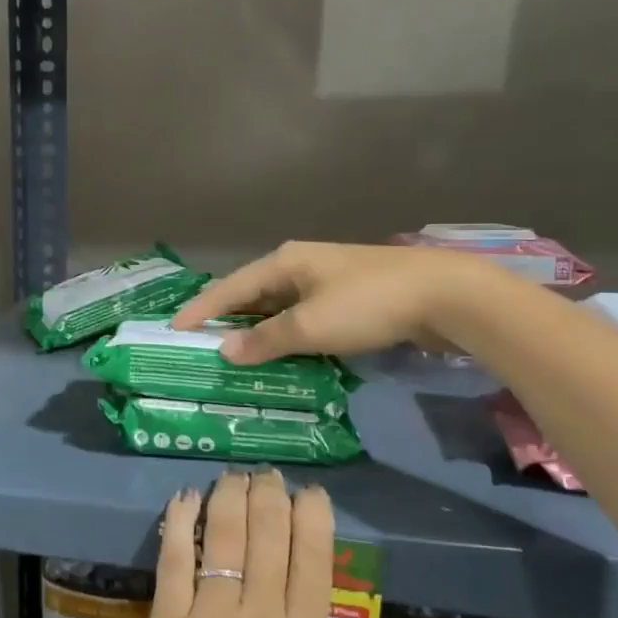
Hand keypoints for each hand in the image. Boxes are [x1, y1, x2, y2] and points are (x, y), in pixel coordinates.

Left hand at [120, 469, 422, 617]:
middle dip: (269, 495)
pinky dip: (178, 524)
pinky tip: (184, 498)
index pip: (312, 560)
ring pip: (221, 538)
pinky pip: (172, 562)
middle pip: (266, 537)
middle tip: (269, 473)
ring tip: (234, 475)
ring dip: (229, 498)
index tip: (312, 492)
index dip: (313, 517)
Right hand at [173, 240, 493, 364]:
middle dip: (227, 321)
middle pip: (252, 295)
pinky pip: (303, 318)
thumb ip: (265, 340)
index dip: (201, 309)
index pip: (230, 287)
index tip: (173, 328)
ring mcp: (327, 281)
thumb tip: (225, 351)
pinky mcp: (349, 299)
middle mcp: (301, 266)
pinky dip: (286, 336)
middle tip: (200, 345)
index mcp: (285, 261)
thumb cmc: (367, 304)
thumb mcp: (310, 325)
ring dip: (258, 332)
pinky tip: (280, 354)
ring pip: (279, 308)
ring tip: (233, 355)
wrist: (444, 295)